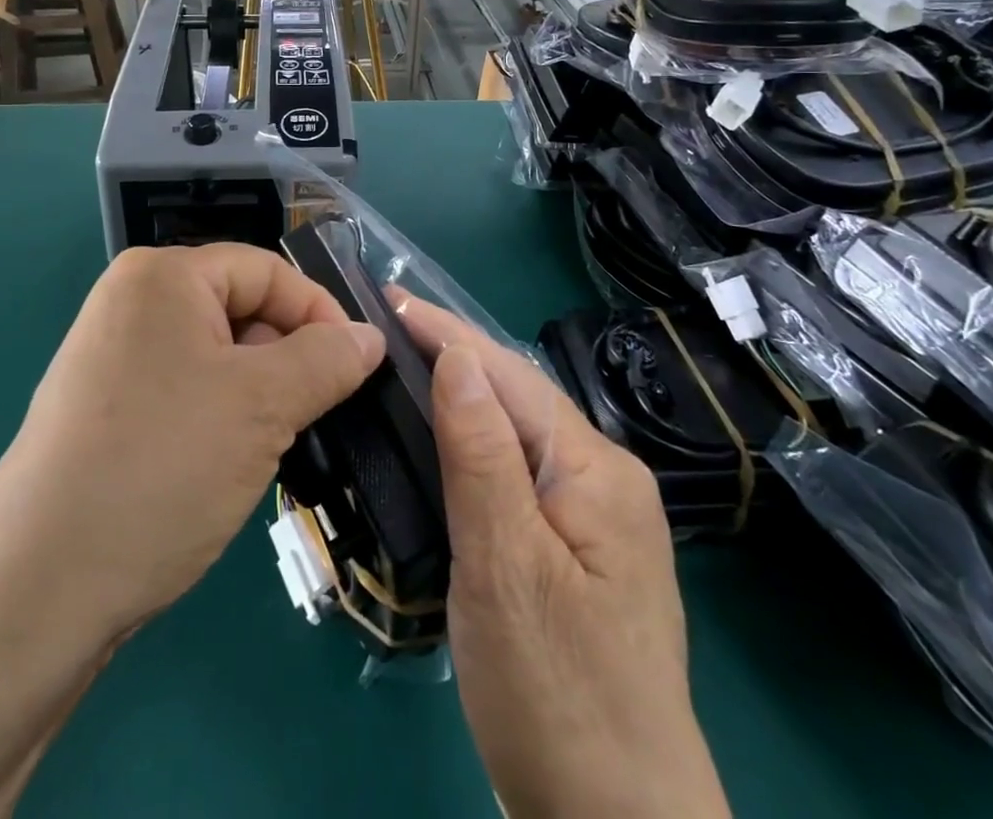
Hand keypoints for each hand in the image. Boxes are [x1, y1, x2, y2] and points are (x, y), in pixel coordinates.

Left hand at [0, 244, 385, 644]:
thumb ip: (327, 360)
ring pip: (217, 355)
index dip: (319, 313)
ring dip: (257, 393)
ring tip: (270, 446)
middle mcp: (131, 302)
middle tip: (311, 415)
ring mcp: (111, 355)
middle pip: (240, 309)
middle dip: (286, 358)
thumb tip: (370, 337)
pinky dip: (220, 415)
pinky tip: (225, 464)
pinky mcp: (104, 406)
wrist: (36, 590)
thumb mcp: (263, 406)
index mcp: (162, 276)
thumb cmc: (161, 468)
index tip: (357, 368)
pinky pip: (185, 388)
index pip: (267, 270)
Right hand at [396, 295, 730, 818]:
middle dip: (454, 355)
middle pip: (518, 398)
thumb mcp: (506, 566)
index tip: (392, 298)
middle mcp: (605, 479)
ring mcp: (594, 519)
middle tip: (387, 326)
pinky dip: (474, 444)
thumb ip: (482, 453)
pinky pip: (517, 473)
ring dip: (462, 395)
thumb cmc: (556, 695)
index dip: (448, 333)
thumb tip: (458, 357)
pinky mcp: (575, 553)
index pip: (510, 376)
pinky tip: (444, 440)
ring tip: (406, 365)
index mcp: (597, 470)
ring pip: (517, 434)